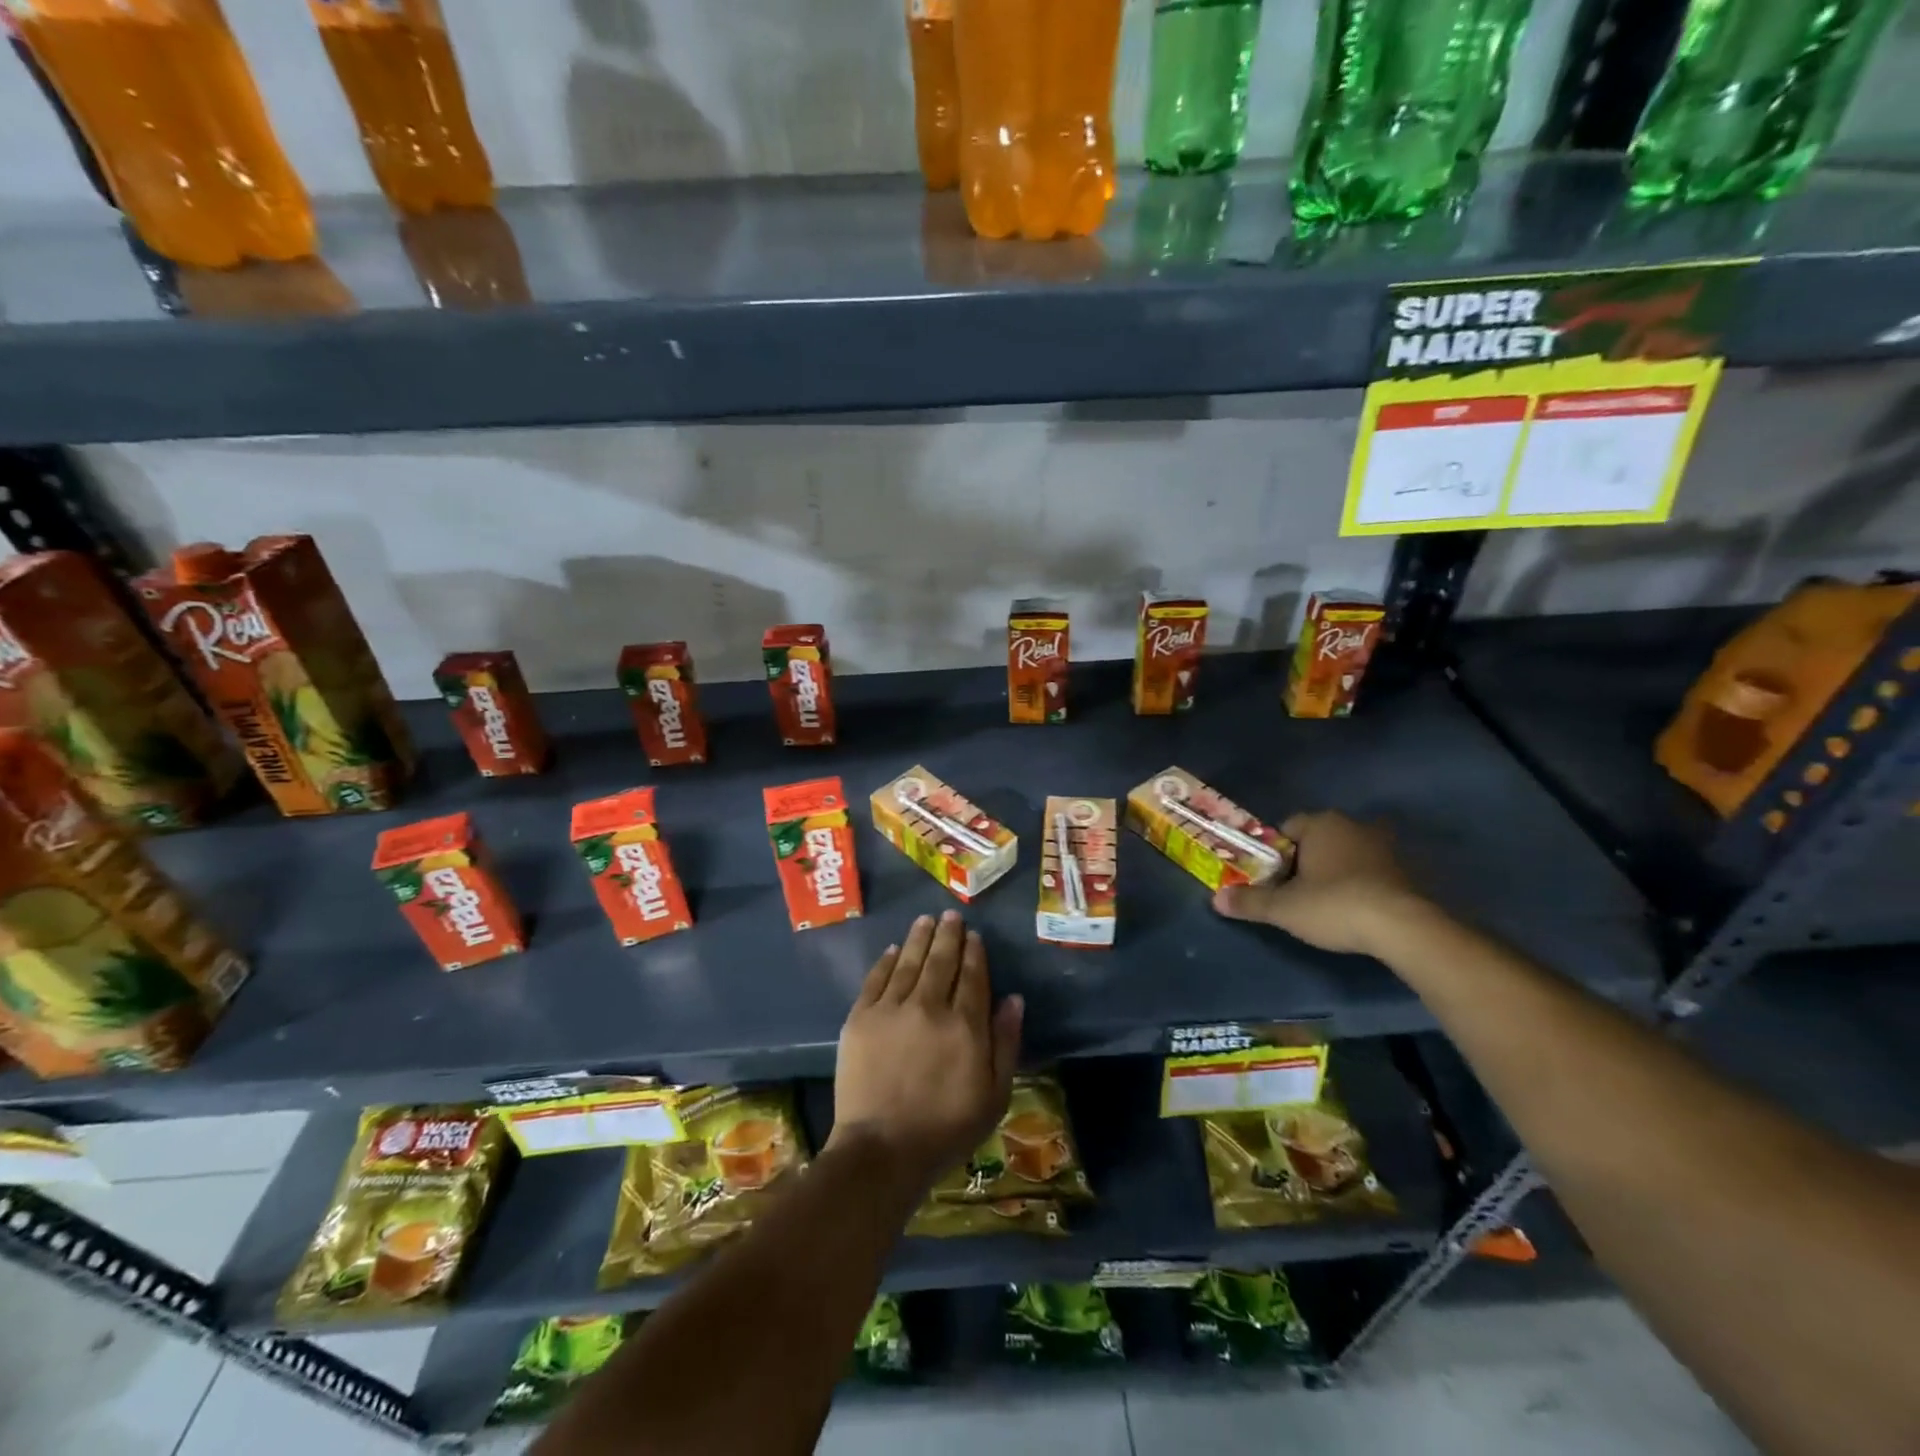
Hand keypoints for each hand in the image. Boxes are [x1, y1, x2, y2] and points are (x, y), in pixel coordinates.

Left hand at [829, 910, 1023, 1191]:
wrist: (882, 1150)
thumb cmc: (946, 1129)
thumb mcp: (994, 1095)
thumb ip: (1006, 1042)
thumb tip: (1014, 999)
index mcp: (965, 1025)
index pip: (972, 976)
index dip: (974, 953)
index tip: (974, 935)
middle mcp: (929, 1006)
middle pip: (940, 960)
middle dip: (948, 935)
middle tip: (951, 915)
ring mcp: (892, 1009)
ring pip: (908, 961)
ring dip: (919, 937)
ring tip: (925, 919)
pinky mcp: (861, 1018)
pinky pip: (876, 979)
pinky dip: (886, 961)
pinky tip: (893, 950)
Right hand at [1211, 810, 1431, 957]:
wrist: (1402, 928)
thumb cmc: (1334, 905)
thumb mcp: (1283, 908)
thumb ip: (1250, 901)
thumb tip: (1216, 899)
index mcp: (1321, 824)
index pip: (1286, 829)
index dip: (1274, 854)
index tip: (1271, 879)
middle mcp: (1353, 826)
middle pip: (1317, 840)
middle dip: (1305, 861)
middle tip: (1294, 892)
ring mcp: (1384, 847)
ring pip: (1346, 854)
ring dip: (1335, 872)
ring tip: (1325, 903)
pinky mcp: (1406, 870)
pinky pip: (1371, 871)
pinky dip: (1361, 885)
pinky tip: (1355, 909)